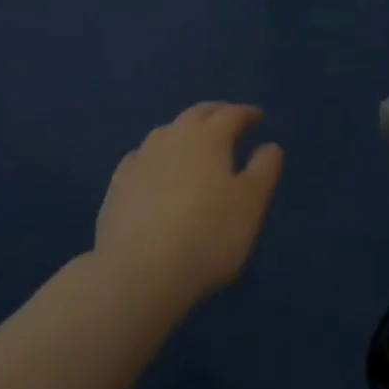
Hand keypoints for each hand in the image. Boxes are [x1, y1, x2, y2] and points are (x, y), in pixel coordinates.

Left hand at [94, 103, 283, 315]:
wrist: (137, 273)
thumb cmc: (206, 236)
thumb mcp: (250, 205)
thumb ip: (264, 169)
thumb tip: (270, 145)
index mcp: (208, 136)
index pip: (231, 114)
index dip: (247, 114)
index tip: (257, 117)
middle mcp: (173, 136)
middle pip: (197, 114)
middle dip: (216, 114)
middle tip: (228, 121)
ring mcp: (142, 158)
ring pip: (167, 132)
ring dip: (184, 132)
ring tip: (194, 144)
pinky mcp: (118, 184)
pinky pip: (142, 158)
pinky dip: (156, 157)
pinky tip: (155, 170)